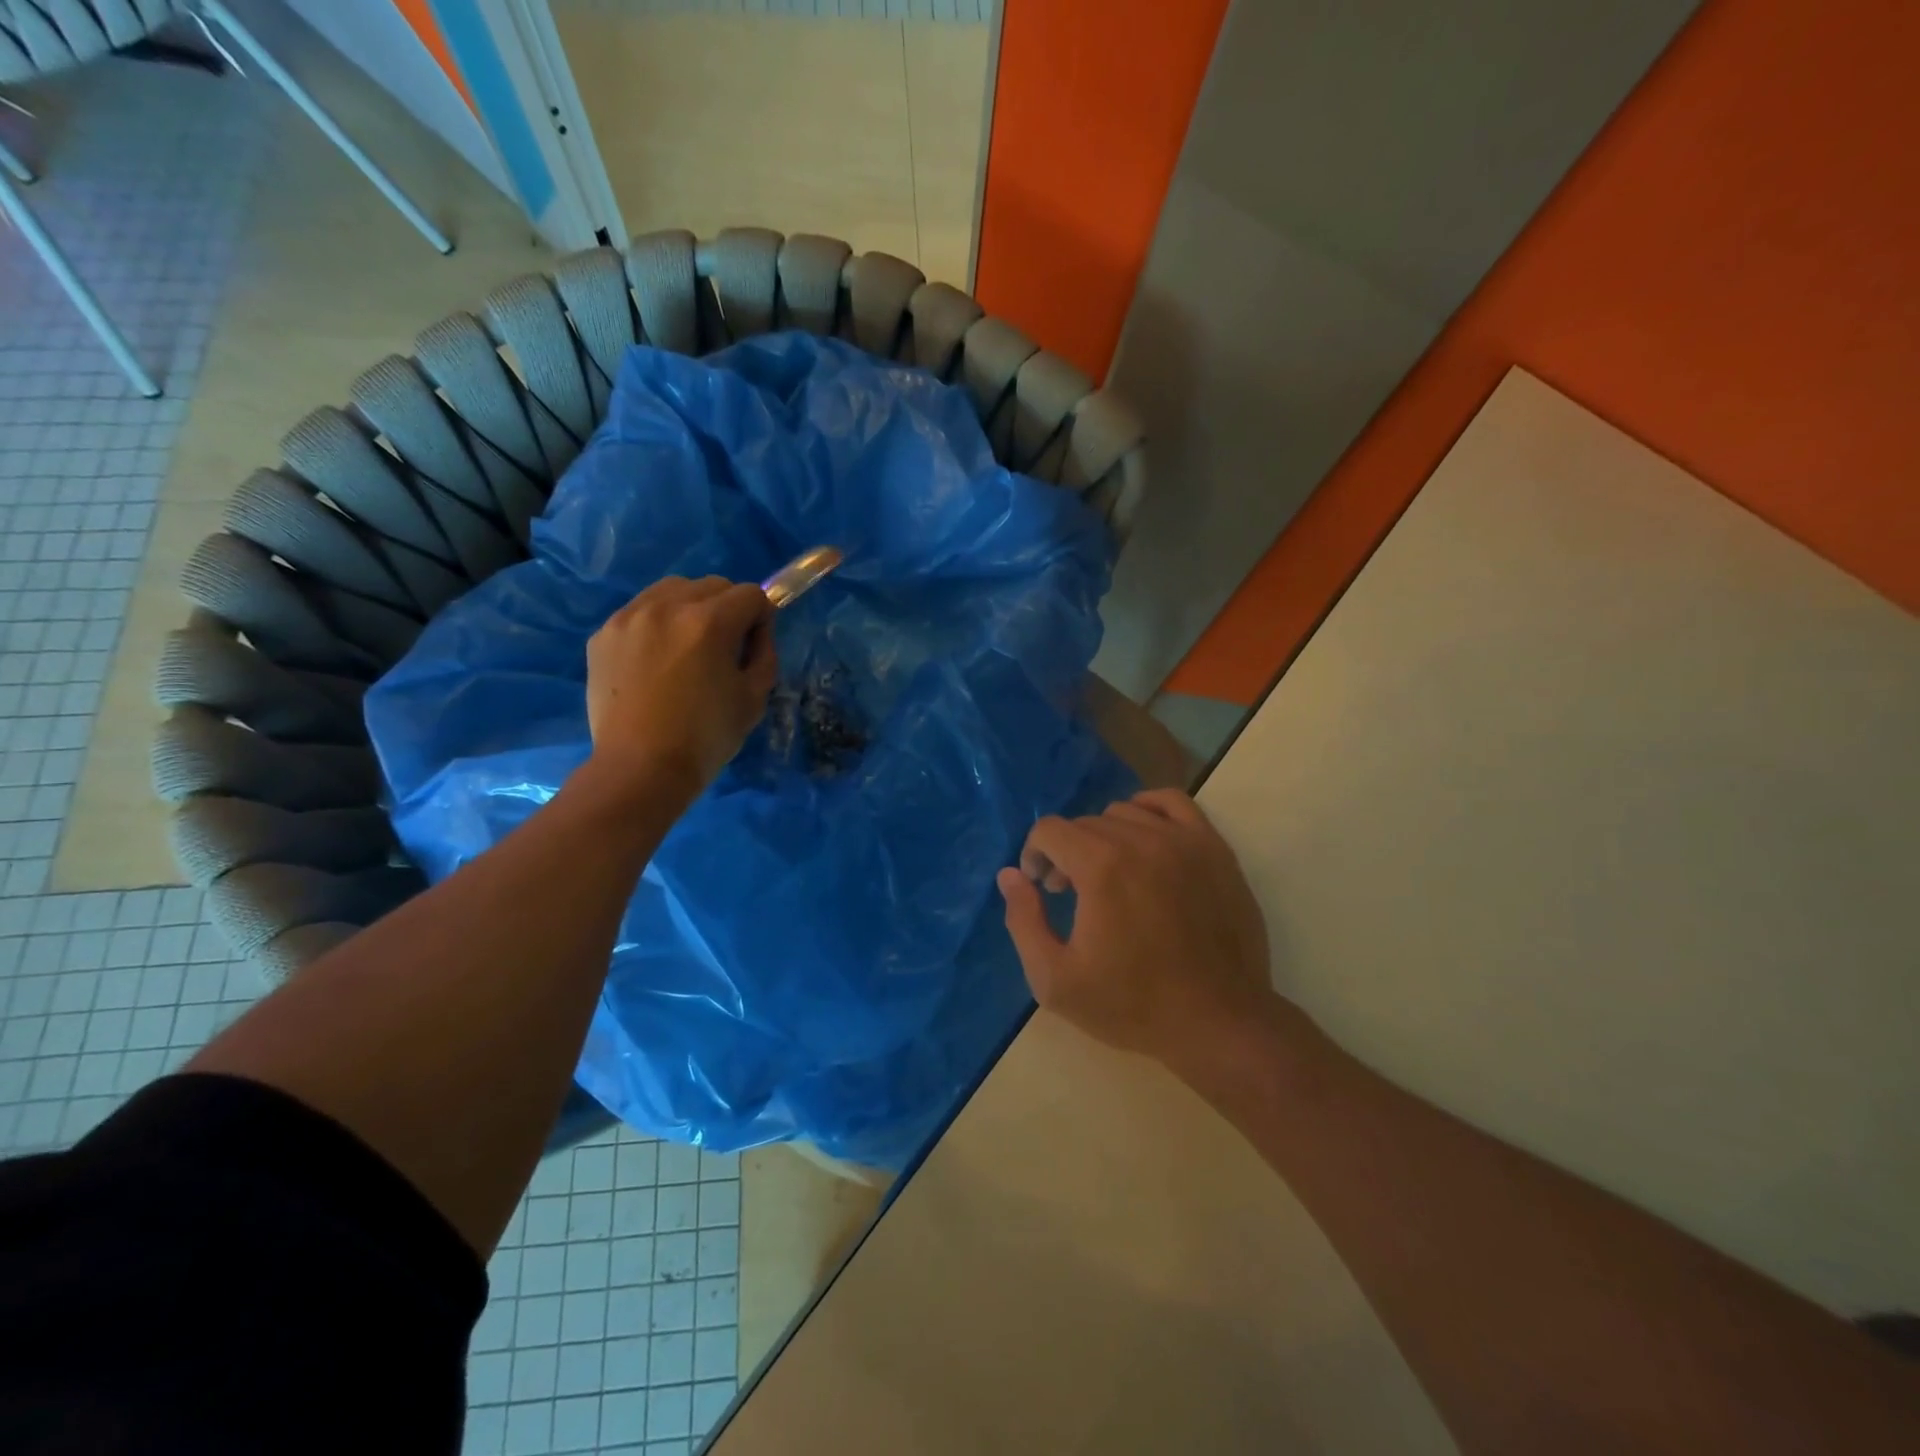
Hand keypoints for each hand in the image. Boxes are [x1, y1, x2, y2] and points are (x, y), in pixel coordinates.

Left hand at [586, 576, 776, 798]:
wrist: (640, 769)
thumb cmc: (706, 738)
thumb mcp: (754, 698)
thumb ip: (764, 653)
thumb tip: (757, 630)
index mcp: (710, 622)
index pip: (751, 594)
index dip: (761, 618)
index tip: (753, 645)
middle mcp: (667, 606)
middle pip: (713, 585)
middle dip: (727, 608)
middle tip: (723, 647)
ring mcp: (629, 617)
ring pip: (673, 590)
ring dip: (690, 608)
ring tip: (686, 647)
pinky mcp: (603, 633)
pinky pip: (641, 611)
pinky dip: (657, 624)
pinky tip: (656, 660)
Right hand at [998, 790, 1273, 1067]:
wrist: (1219, 1023)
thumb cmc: (1133, 1005)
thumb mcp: (1056, 980)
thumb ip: (1023, 921)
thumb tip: (1010, 875)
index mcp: (1101, 867)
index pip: (1049, 830)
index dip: (1034, 855)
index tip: (1042, 889)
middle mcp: (1141, 840)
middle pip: (1084, 823)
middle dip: (1066, 852)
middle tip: (1069, 893)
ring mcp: (1183, 840)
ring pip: (1124, 813)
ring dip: (1104, 837)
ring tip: (1108, 875)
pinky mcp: (1213, 848)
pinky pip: (1172, 803)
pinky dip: (1148, 810)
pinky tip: (1143, 839)